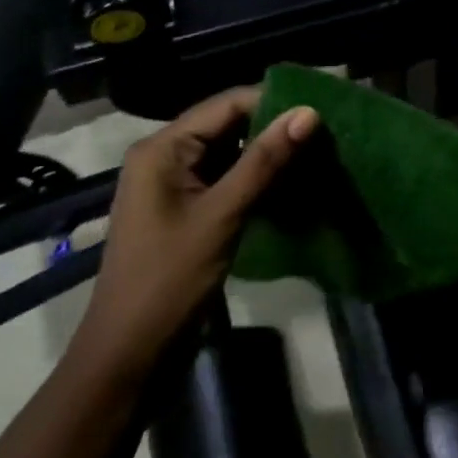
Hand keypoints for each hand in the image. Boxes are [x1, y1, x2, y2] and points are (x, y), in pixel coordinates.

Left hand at [70, 87, 318, 378]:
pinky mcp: (188, 208)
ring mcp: (175, 183)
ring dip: (269, 154)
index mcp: (163, 148)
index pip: (227, 104)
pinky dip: (257, 178)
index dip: (274, 102)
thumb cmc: (169, 281)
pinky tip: (293, 183)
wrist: (130, 355)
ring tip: (318, 154)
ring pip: (230, 152)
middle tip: (326, 134)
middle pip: (228, 125)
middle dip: (274, 128)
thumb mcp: (222, 216)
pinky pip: (227, 178)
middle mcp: (166, 155)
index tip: (322, 111)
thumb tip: (308, 113)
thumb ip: (264, 161)